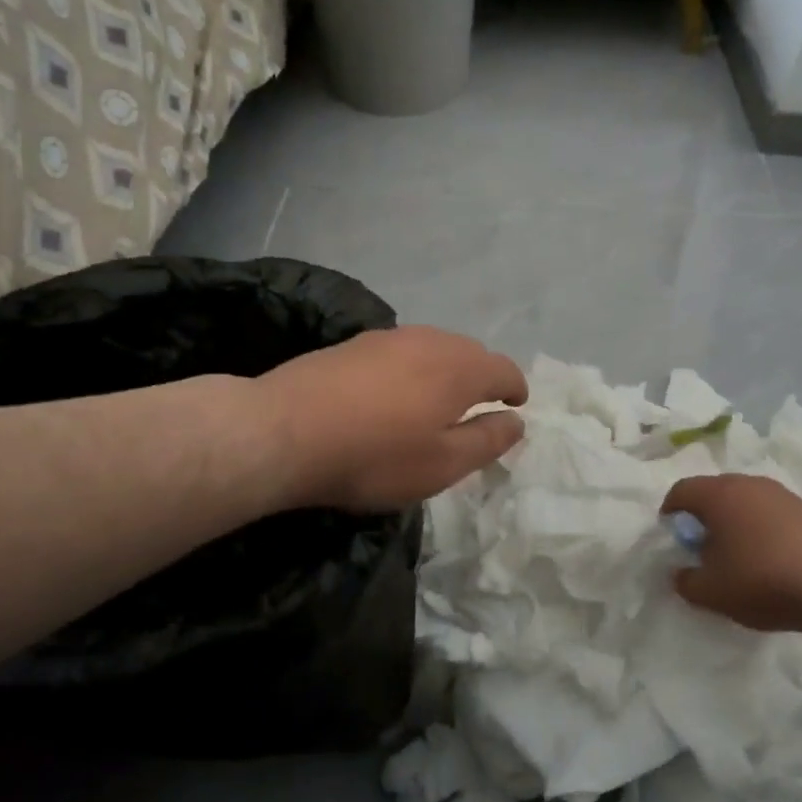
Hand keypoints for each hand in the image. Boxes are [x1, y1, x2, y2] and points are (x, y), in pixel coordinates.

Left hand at [257, 326, 527, 512]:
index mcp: (460, 368)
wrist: (284, 431)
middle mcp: (430, 341)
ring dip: (447, 370)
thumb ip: (487, 441)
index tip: (517, 405)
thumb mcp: (442, 464)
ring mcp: (389, 337)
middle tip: (480, 407)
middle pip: (471, 353)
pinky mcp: (354, 343)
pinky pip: (402, 351)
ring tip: (439, 400)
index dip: (515, 388)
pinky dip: (413, 368)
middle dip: (483, 377)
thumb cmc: (374, 456)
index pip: (503, 369)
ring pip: (434, 348)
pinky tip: (395, 392)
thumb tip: (516, 422)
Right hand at [661, 474, 801, 633]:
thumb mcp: (713, 592)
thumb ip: (687, 582)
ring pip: (743, 501)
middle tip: (700, 546)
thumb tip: (679, 573)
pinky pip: (768, 512)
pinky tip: (766, 557)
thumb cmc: (763, 578)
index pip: (681, 490)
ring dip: (733, 522)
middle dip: (702, 516)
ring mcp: (779, 493)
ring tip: (735, 554)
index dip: (670, 511)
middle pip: (713, 492)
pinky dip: (759, 528)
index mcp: (717, 494)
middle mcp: (746, 484)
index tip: (669, 533)